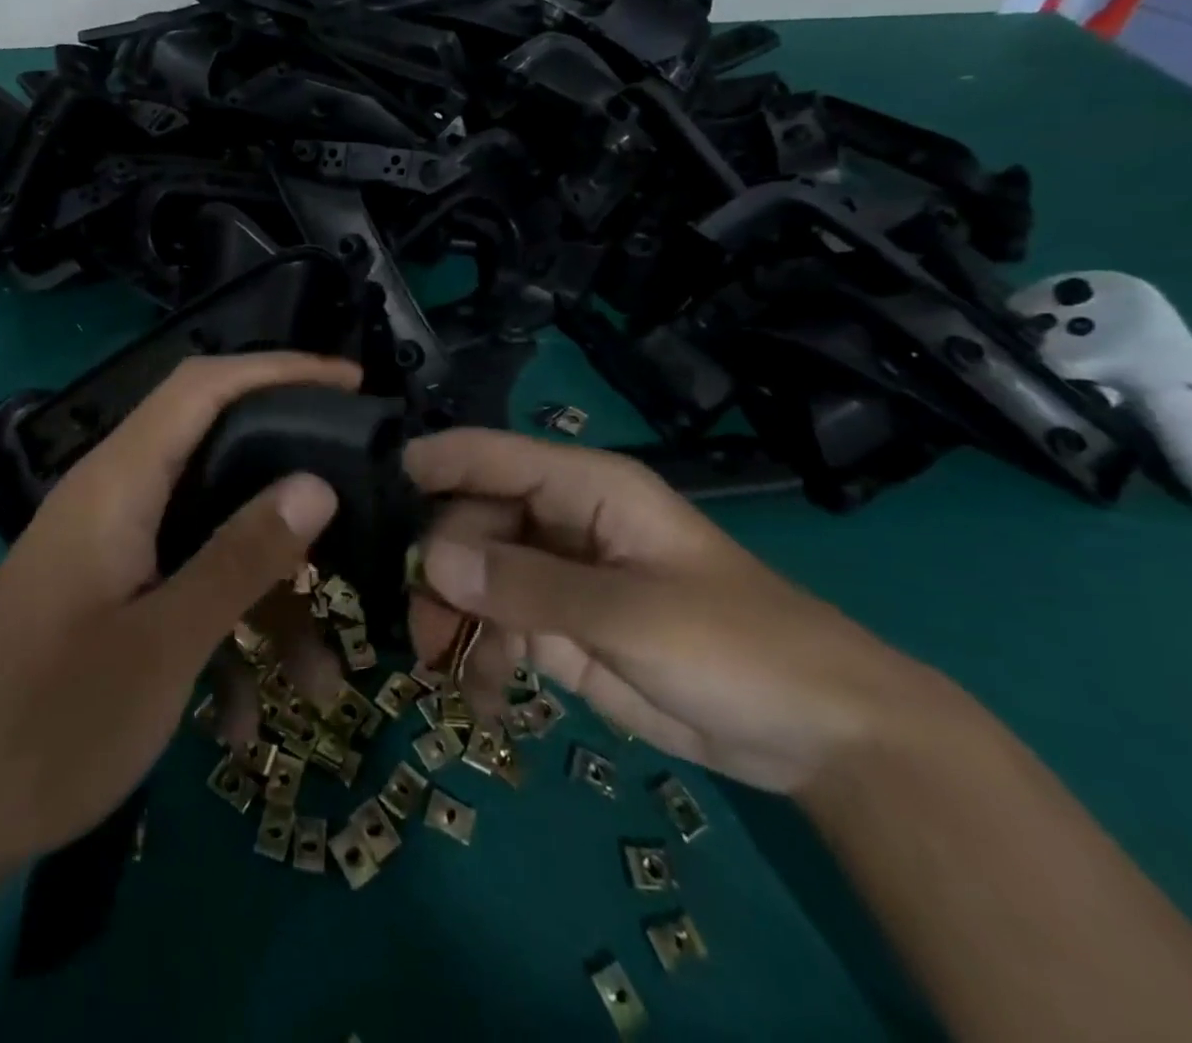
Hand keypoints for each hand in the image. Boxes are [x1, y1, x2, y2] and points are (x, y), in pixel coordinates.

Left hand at [0, 353, 358, 901]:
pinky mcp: (107, 598)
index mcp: (117, 483)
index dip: (277, 370)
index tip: (351, 384)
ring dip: (267, 601)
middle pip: (219, 457)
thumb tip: (317, 484)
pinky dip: (221, 640)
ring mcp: (110, 552)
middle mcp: (114, 500)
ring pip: (211, 542)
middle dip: (292, 488)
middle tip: (361, 506)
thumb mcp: (162, 645)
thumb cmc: (45, 727)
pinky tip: (236, 724)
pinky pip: (183, 593)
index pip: (202, 387)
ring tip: (323, 682)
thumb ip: (241, 557)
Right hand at [404, 429, 941, 793]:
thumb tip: (431, 560)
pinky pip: (497, 627)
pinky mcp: (559, 629)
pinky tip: (479, 696)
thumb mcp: (630, 612)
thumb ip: (527, 584)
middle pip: (472, 521)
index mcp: (584, 488)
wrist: (817, 735)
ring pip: (475, 576)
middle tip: (420, 623)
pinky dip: (479, 656)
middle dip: (439, 566)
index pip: (493, 455)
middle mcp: (560, 522)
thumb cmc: (735, 645)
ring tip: (441, 665)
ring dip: (451, 616)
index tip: (374, 485)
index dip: (435, 463)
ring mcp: (557, 577)